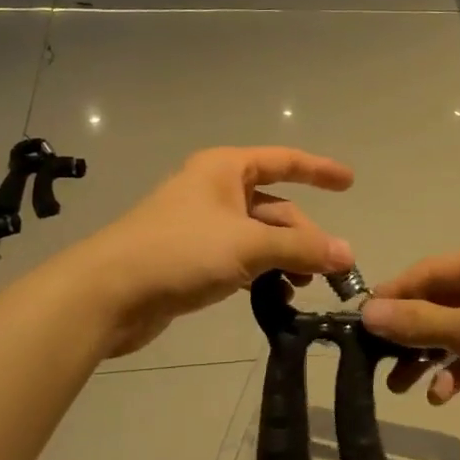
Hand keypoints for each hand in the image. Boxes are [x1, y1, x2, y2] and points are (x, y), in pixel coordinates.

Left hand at [78, 147, 354, 355]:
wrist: (108, 294)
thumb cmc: (180, 252)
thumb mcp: (248, 245)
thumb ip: (301, 248)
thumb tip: (347, 255)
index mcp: (225, 170)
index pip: (284, 161)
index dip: (319, 170)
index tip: (350, 183)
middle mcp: (215, 191)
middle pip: (276, 207)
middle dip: (304, 236)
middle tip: (330, 270)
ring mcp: (203, 227)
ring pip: (260, 237)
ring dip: (286, 259)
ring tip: (303, 287)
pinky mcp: (193, 259)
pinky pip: (241, 260)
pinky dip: (262, 274)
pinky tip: (276, 298)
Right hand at [360, 246, 459, 459]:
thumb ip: (418, 321)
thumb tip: (366, 311)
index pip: (433, 269)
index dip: (396, 292)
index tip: (361, 318)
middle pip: (441, 302)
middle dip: (410, 331)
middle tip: (375, 357)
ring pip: (454, 332)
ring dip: (426, 356)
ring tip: (400, 387)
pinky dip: (453, 374)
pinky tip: (440, 397)